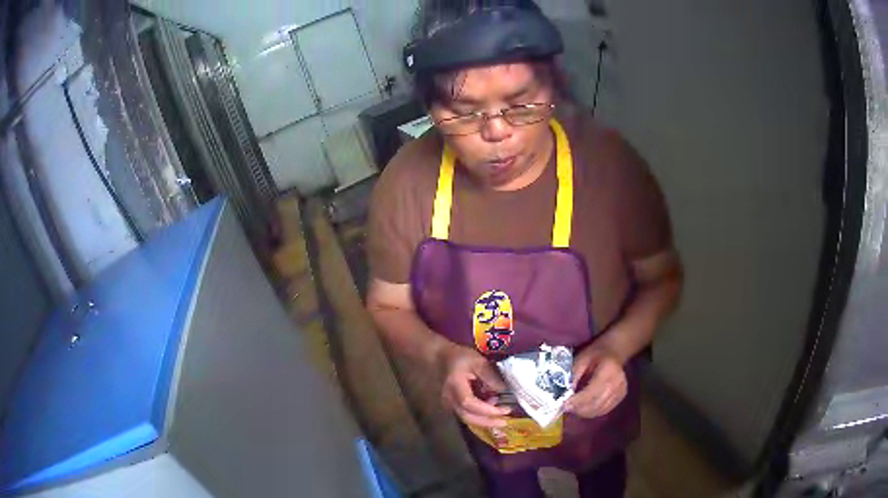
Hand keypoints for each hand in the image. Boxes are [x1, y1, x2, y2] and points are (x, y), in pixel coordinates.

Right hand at [437, 343, 510, 427]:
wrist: (440, 358)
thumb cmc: (459, 357)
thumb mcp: (478, 361)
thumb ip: (490, 376)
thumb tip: (505, 391)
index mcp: (455, 385)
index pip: (469, 403)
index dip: (487, 409)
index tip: (505, 409)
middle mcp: (449, 398)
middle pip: (467, 417)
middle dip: (487, 422)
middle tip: (505, 422)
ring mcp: (448, 404)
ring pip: (466, 418)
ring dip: (484, 420)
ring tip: (500, 413)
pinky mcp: (451, 406)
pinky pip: (466, 414)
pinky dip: (480, 416)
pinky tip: (490, 410)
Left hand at [564, 345, 627, 418]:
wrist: (614, 352)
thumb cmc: (595, 354)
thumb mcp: (581, 359)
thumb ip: (574, 375)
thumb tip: (564, 393)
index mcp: (609, 370)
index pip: (592, 391)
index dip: (578, 401)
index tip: (564, 405)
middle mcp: (618, 383)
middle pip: (596, 403)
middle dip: (578, 408)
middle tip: (565, 408)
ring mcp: (621, 391)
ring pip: (599, 410)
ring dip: (583, 412)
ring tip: (572, 408)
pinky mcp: (620, 397)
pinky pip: (603, 410)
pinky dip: (591, 412)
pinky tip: (582, 408)